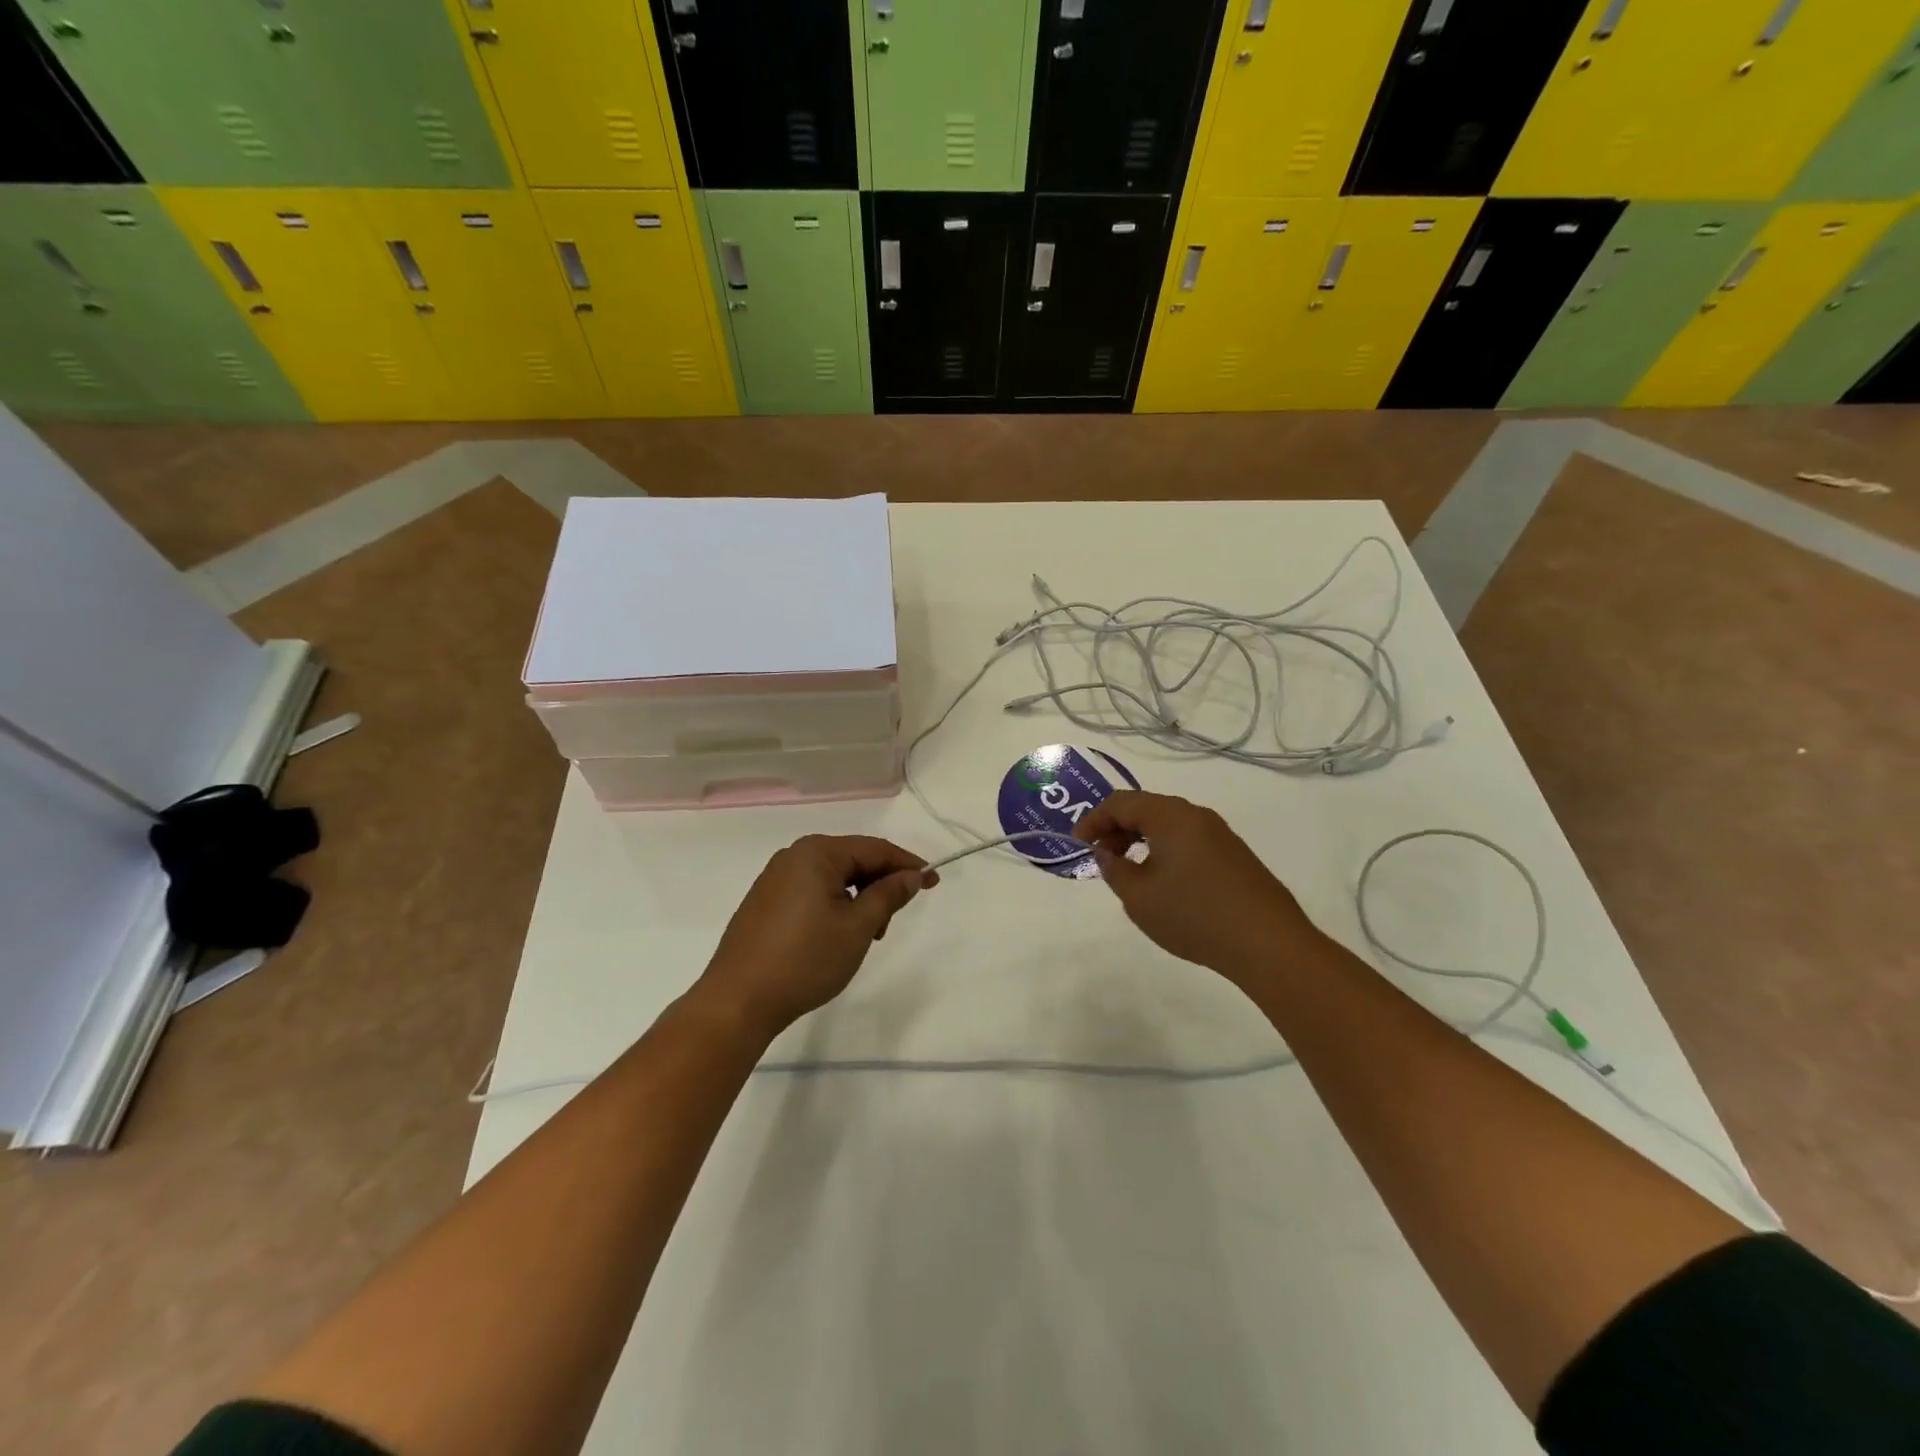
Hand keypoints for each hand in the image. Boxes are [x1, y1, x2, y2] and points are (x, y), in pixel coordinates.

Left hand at [693, 835, 936, 1039]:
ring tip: (865, 936)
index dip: (907, 864)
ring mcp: (775, 879)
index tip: (933, 881)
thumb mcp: (858, 927)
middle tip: (893, 921)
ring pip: (833, 878)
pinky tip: (837, 936)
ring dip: (858, 899)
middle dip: (880, 884)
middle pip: (852, 859)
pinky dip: (834, 906)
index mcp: (816, 852)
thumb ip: (889, 895)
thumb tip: (912, 875)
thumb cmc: (805, 959)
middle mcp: (794, 856)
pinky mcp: (765, 902)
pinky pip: (811, 891)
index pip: (874, 848)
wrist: (738, 1001)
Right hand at [1073, 790, 1320, 983]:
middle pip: (1146, 808)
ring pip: (1168, 825)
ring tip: (1128, 873)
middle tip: (1101, 858)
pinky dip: (1164, 851)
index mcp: (1171, 816)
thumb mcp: (1139, 897)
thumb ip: (1114, 870)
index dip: (1093, 820)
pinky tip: (1163, 883)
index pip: (1120, 803)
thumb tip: (1107, 854)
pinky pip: (1188, 841)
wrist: (1268, 944)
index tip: (1078, 845)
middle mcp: (1197, 816)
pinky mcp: (1234, 856)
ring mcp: (1220, 835)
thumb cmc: (1194, 915)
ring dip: (1140, 841)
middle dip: (1116, 829)